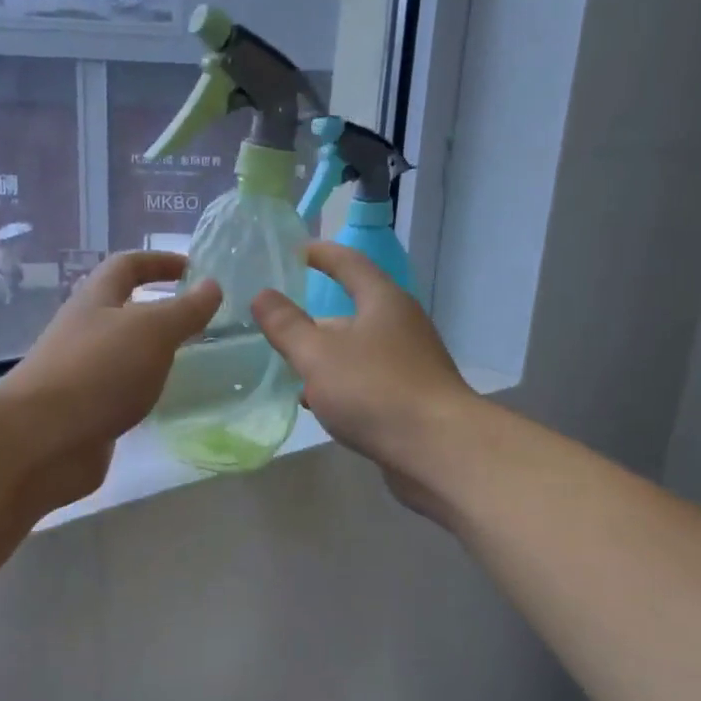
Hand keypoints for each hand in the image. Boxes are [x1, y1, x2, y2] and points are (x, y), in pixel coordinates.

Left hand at [0, 252, 219, 507]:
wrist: (42, 440)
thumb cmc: (99, 371)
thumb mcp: (152, 331)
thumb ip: (185, 310)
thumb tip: (212, 285)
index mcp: (96, 301)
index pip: (127, 266)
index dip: (159, 262)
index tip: (194, 270)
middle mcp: (85, 332)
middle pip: (122, 310)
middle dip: (159, 310)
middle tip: (200, 322)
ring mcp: (81, 374)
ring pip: (123, 353)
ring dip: (153, 353)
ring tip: (192, 362)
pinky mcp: (84, 411)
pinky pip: (120, 391)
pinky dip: (143, 390)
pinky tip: (164, 402)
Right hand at [252, 243, 477, 511]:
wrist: (438, 450)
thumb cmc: (374, 390)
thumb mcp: (318, 355)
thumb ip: (287, 326)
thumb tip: (263, 295)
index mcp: (383, 302)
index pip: (349, 264)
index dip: (321, 255)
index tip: (295, 251)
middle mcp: (401, 326)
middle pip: (352, 312)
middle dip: (314, 320)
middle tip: (278, 326)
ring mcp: (410, 364)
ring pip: (358, 351)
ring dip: (325, 357)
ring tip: (288, 370)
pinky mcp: (411, 398)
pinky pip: (367, 381)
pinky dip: (341, 385)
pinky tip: (318, 405)